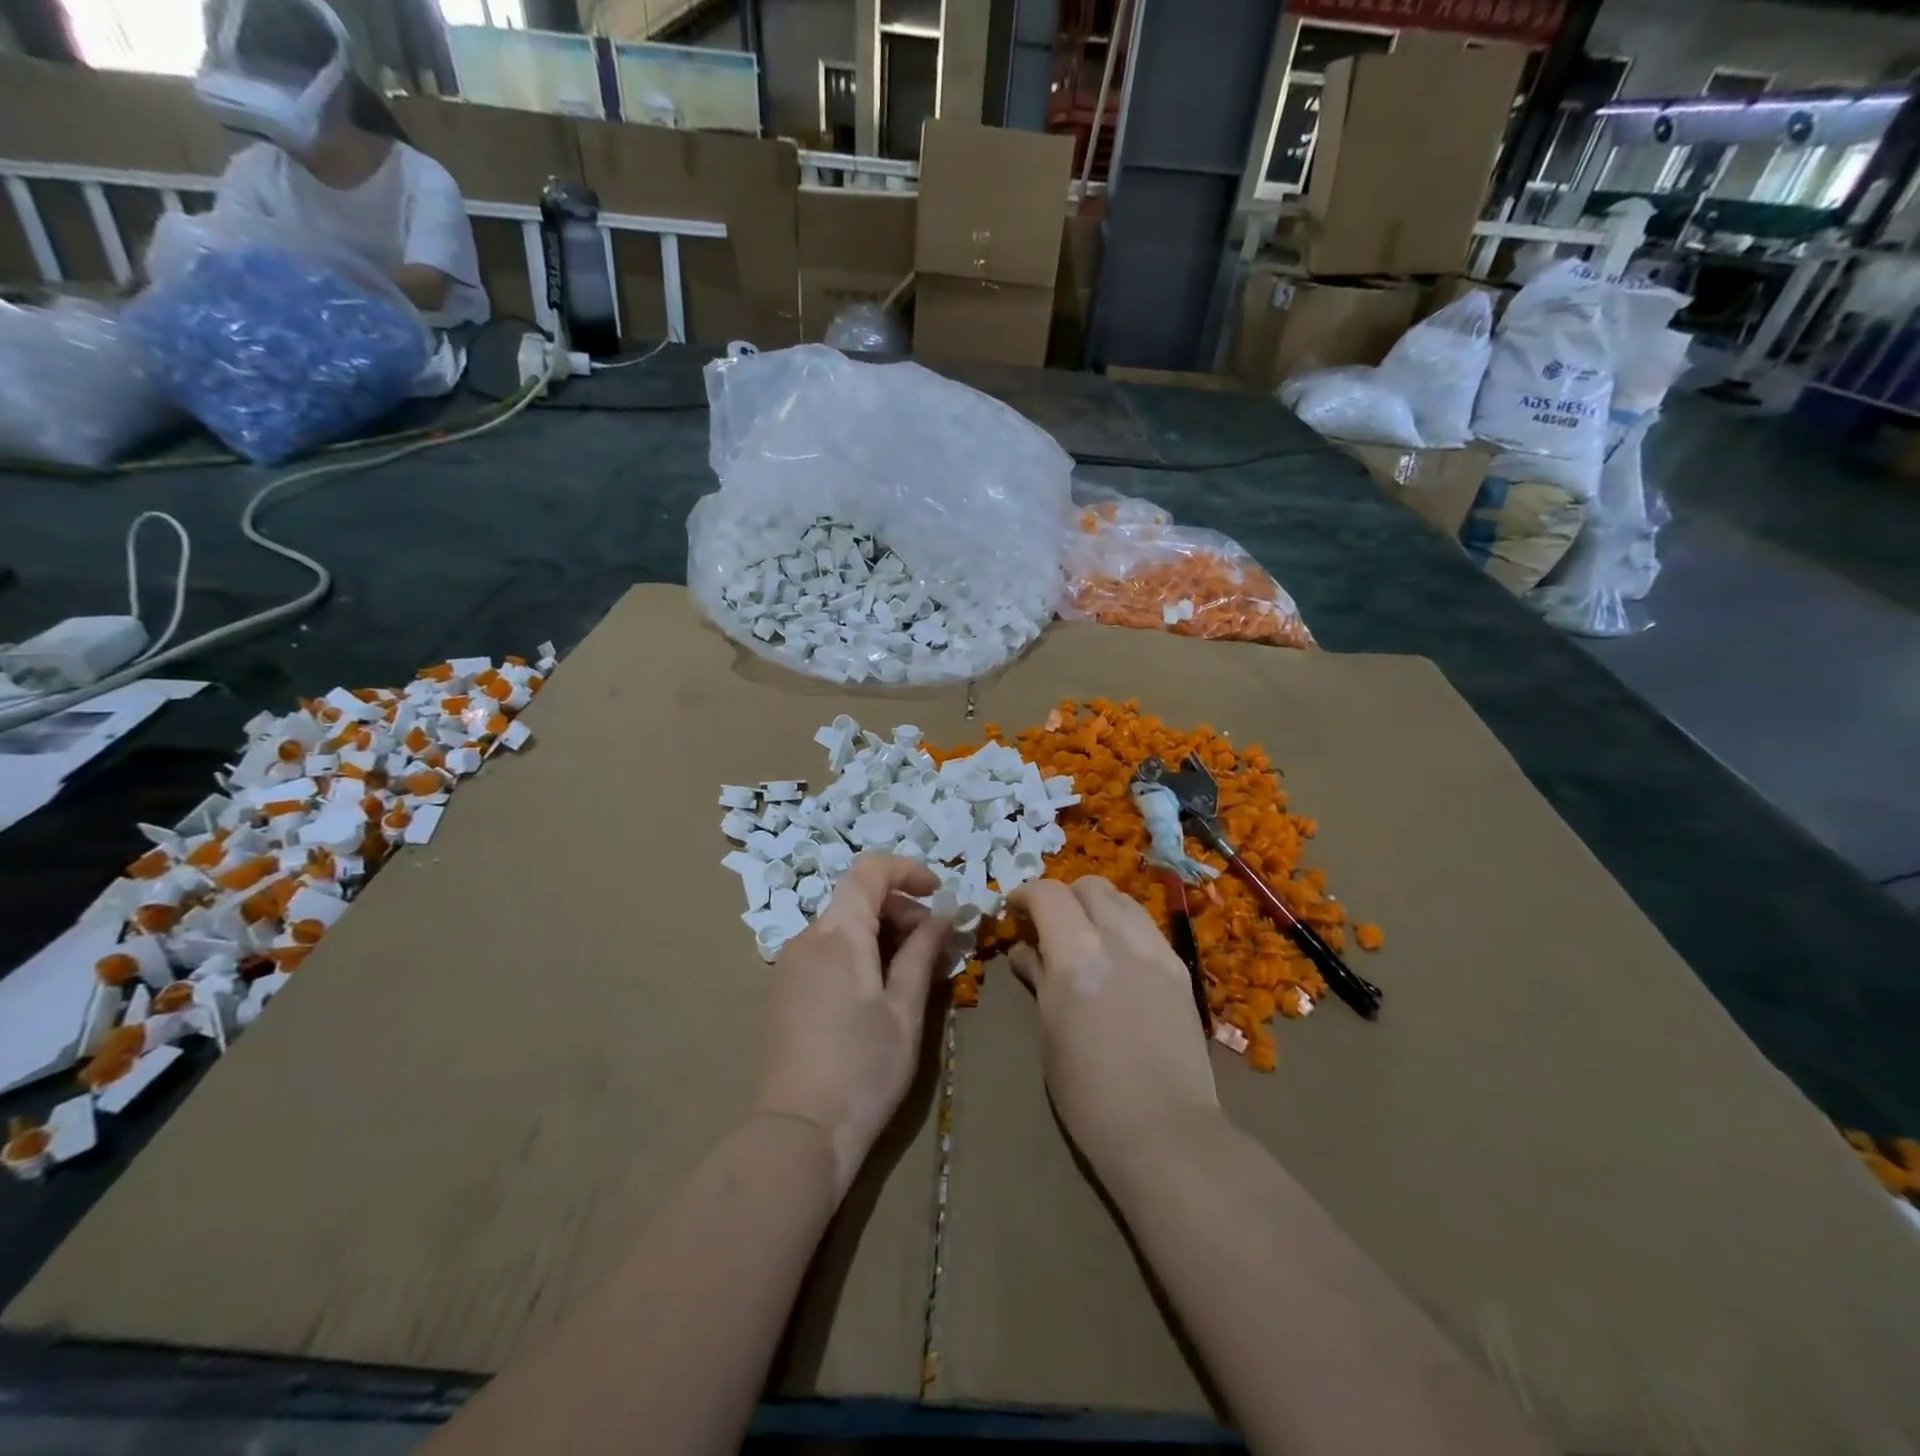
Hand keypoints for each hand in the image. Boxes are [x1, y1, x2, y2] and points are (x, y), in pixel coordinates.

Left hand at [755, 854, 950, 1196]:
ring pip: (844, 927)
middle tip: (938, 946)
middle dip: (903, 909)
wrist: (797, 1134)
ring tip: (915, 973)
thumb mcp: (904, 1010)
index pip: (870, 870)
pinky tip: (881, 991)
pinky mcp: (785, 990)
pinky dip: (860, 953)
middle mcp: (808, 938)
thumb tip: (942, 915)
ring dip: (883, 934)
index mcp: (838, 934)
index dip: (908, 870)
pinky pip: (828, 952)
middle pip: (858, 898)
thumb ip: (922, 953)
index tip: (939, 893)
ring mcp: (791, 964)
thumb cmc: (863, 1070)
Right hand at [1010, 878, 1221, 1177]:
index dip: (1025, 894)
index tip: (1014, 911)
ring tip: (1084, 937)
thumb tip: (1024, 951)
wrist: (1165, 1131)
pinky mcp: (1179, 968)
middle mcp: (1119, 938)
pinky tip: (1117, 958)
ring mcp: (1156, 950)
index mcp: (1077, 955)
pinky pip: (1146, 926)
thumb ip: (1038, 978)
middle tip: (1048, 925)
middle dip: (1062, 896)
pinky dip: (1123, 926)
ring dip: (1095, 906)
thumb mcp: (1049, 1032)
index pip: (1048, 894)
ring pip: (1122, 899)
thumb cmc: (1088, 1093)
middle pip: (1089, 886)